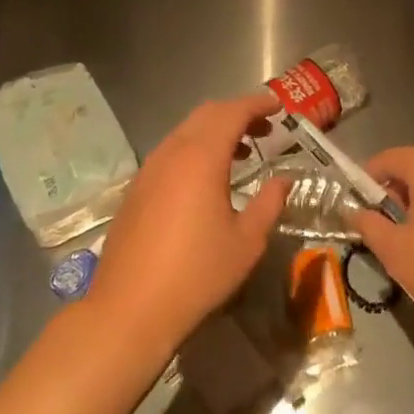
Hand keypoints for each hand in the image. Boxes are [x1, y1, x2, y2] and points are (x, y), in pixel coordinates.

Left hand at [84, 91, 287, 355]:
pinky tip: (206, 179)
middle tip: (264, 128)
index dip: (257, 104)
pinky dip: (194, 149)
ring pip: (185, 131)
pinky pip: (170, 152)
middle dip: (237, 113)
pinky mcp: (136, 189)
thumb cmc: (197, 274)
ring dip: (214, 131)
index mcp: (201, 158)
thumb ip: (269, 203)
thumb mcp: (247, 241)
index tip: (278, 106)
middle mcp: (172, 154)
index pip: (232, 113)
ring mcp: (149, 170)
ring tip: (241, 152)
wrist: (129, 309)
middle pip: (206, 114)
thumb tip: (283, 180)